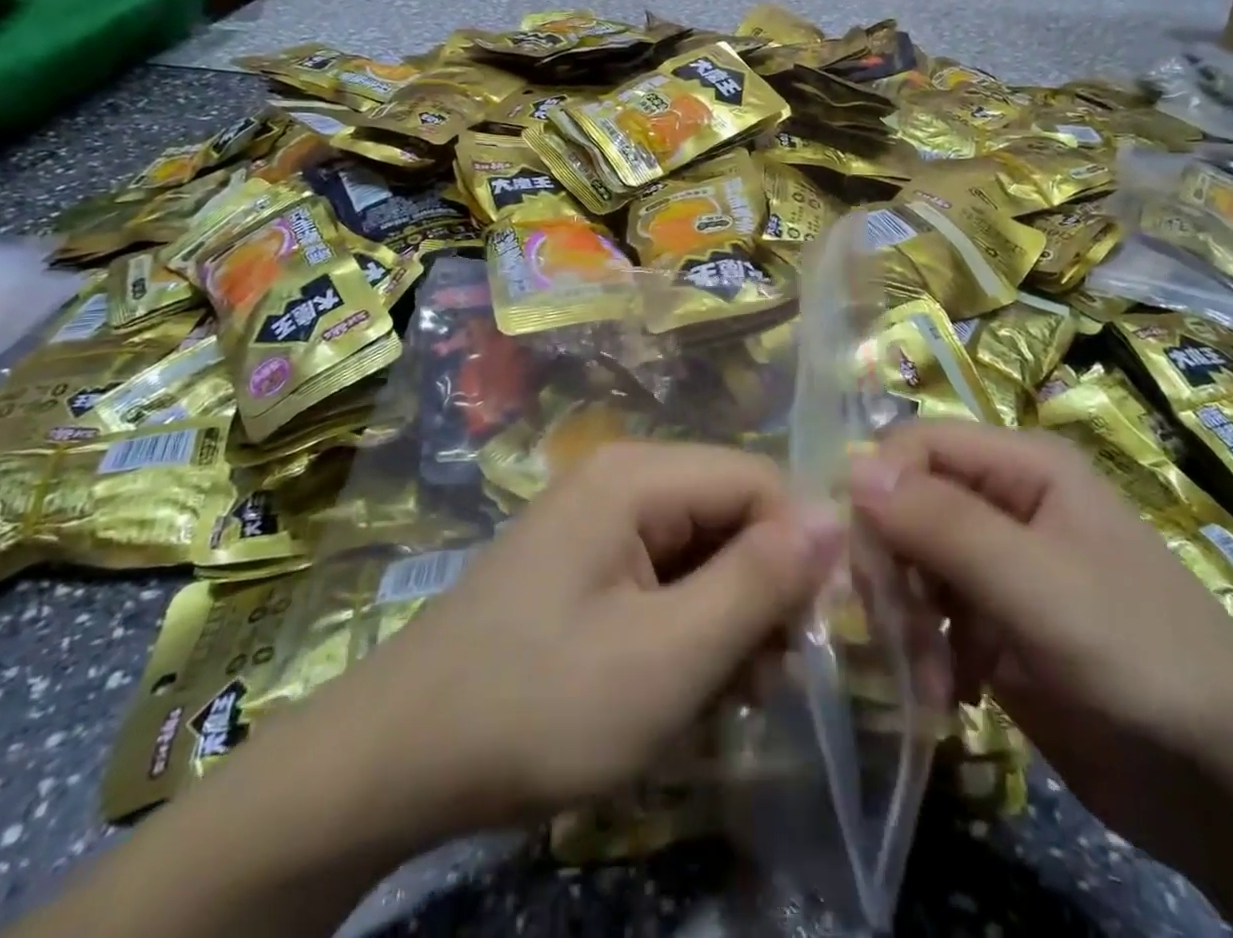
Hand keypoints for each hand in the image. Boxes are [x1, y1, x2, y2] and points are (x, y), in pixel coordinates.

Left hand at [338, 440, 842, 835]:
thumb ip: (757, 582)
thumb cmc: (540, 704)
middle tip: (766, 682)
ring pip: (702, 547)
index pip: (760, 481)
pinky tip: (681, 682)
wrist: (398, 756)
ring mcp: (597, 518)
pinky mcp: (585, 559)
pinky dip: (687, 624)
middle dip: (761, 592)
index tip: (812, 638)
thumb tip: (834, 516)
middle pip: (730, 511)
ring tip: (725, 696)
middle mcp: (620, 477)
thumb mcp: (668, 656)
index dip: (800, 551)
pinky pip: (663, 572)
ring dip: (727, 617)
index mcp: (637, 475)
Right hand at [848, 423, 1232, 937]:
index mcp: (1024, 465)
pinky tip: (945, 696)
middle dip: (890, 569)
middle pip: (903, 504)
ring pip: (907, 560)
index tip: (870, 567)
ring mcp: (998, 564)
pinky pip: (927, 612)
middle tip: (898, 636)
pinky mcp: (993, 621)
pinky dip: (923, 651)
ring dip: (903, 619)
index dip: (879, 493)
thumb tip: (850, 469)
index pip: (914, 446)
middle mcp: (1005, 501)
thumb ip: (943, 522)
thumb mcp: (1038, 585)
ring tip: (929, 684)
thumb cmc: (1144, 662)